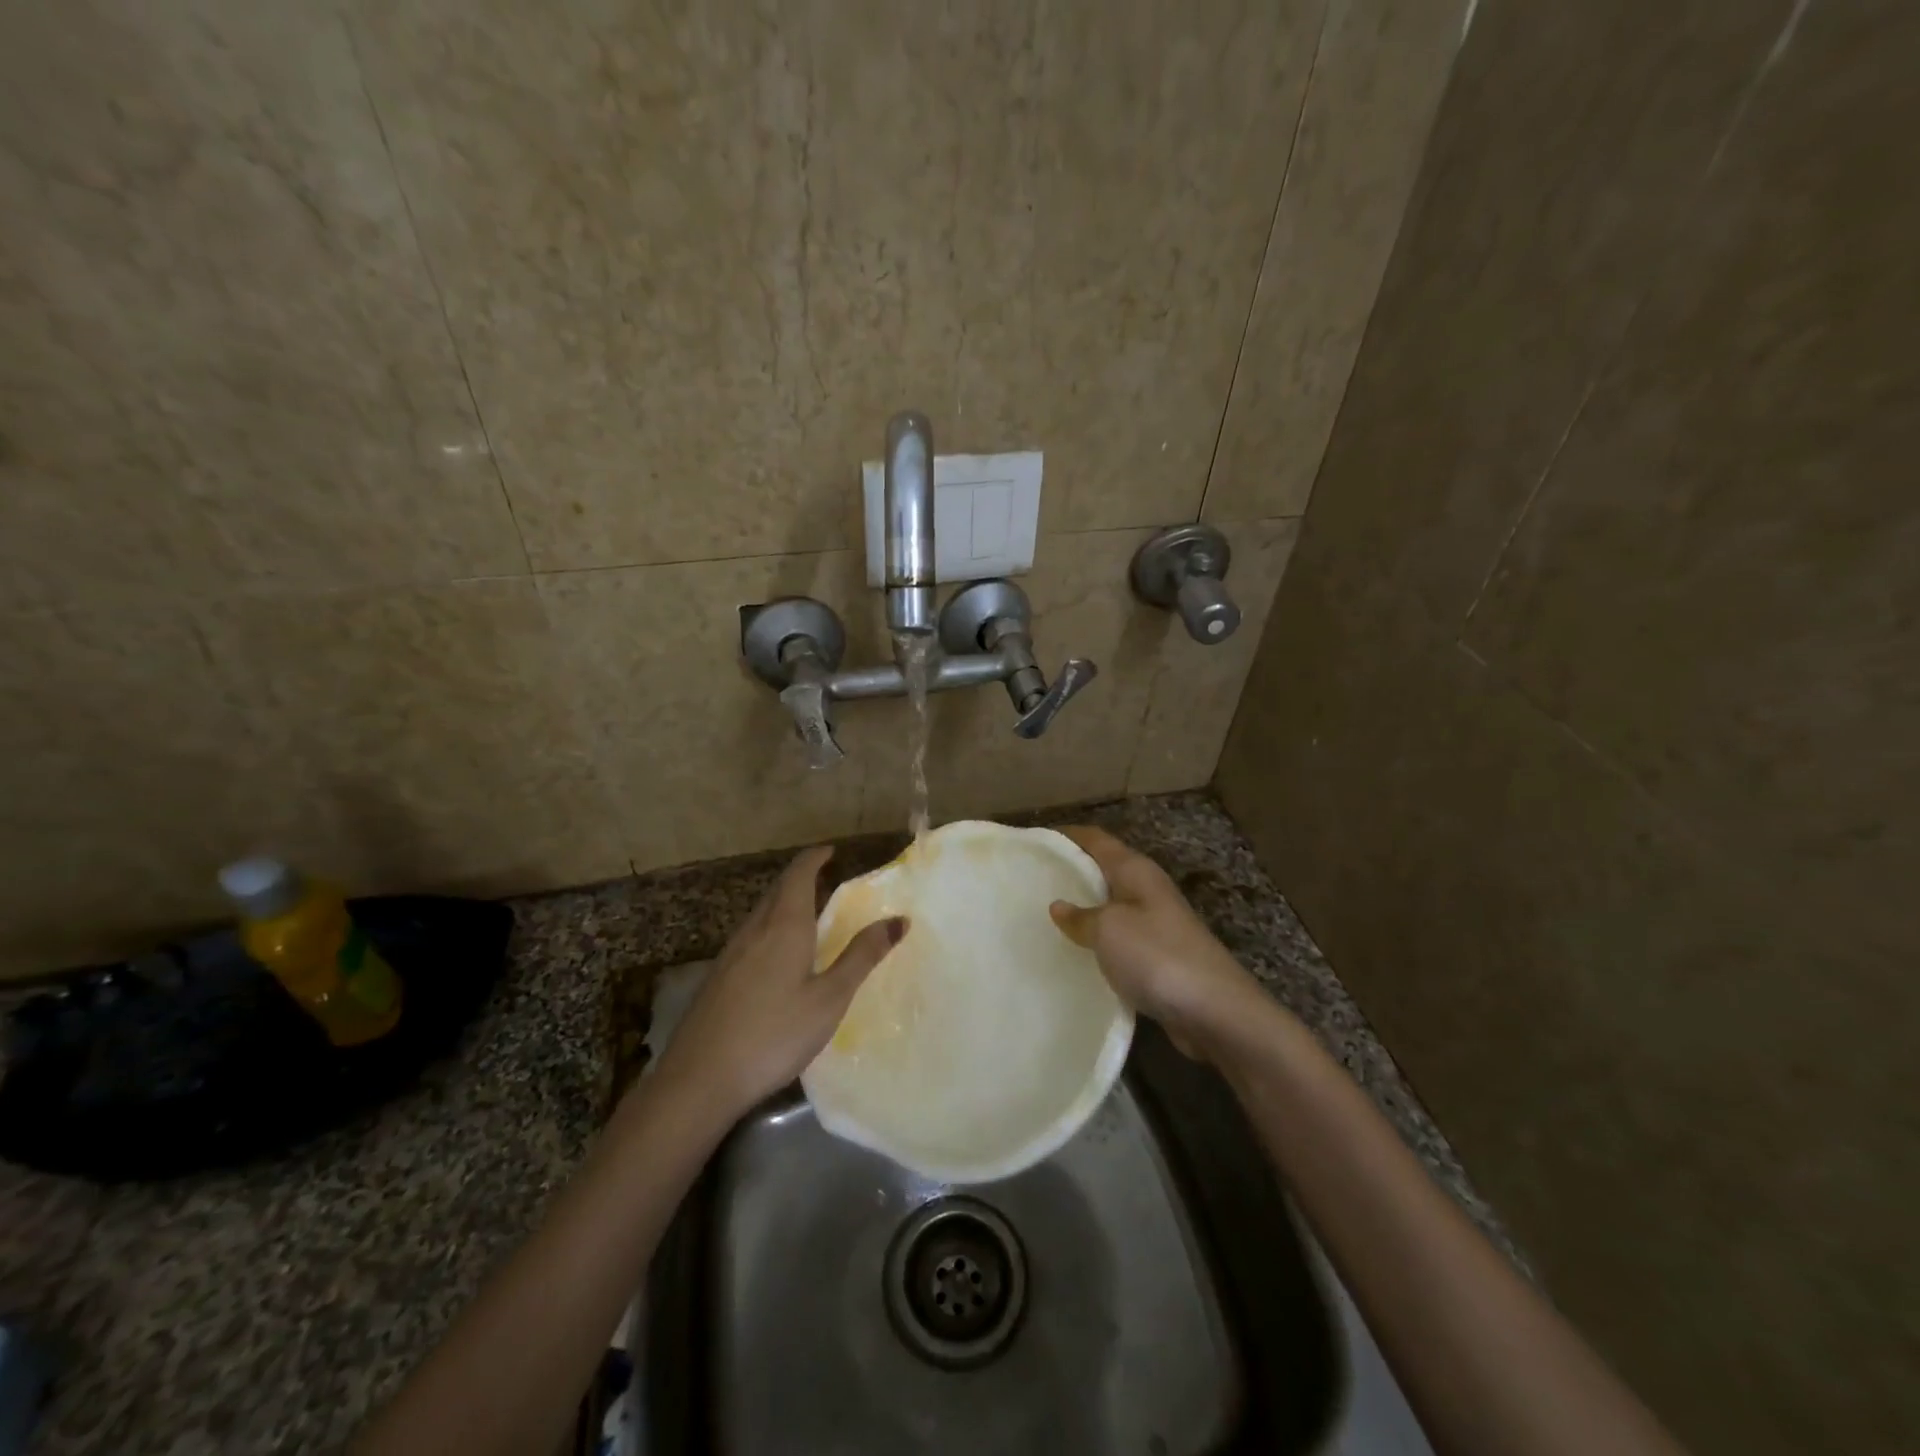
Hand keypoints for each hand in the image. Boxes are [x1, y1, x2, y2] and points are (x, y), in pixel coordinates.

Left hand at [653, 846, 905, 1121]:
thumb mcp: (829, 999)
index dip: (815, 858)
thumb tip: (899, 920)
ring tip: (807, 914)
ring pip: (761, 913)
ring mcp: (731, 953)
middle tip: (825, 880)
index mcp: (784, 926)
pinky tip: (777, 956)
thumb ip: (862, 957)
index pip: (798, 874)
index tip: (831, 851)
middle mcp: (754, 929)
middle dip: (800, 878)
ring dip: (784, 902)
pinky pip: (751, 935)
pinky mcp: (718, 977)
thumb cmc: (774, 1034)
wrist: (699, 1079)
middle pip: (777, 889)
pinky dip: (771, 927)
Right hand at [1049, 826, 1264, 1061]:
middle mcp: (1147, 889)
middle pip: (1103, 870)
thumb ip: (1080, 916)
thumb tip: (1059, 906)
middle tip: (1030, 882)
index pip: (1096, 839)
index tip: (1034, 842)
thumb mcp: (1108, 929)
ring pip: (1110, 905)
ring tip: (1044, 917)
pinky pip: (1118, 938)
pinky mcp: (1158, 957)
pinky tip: (1075, 953)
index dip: (1066, 835)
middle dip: (1070, 872)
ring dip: (1082, 908)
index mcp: (1136, 871)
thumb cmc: (1157, 956)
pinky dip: (1096, 940)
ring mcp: (1156, 924)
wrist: (1215, 1012)